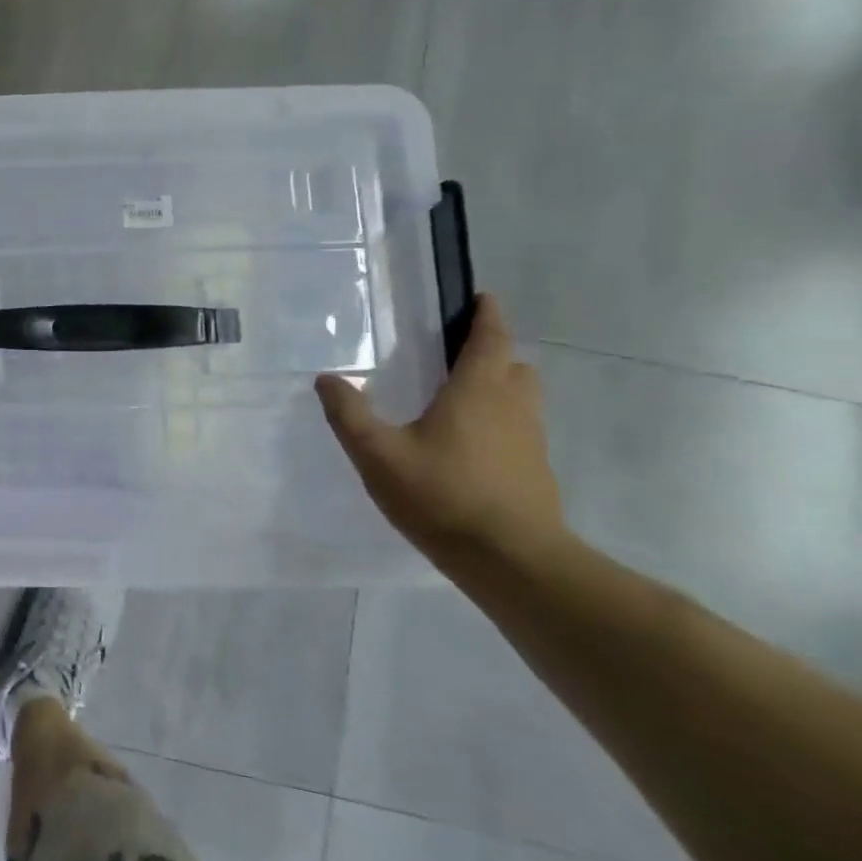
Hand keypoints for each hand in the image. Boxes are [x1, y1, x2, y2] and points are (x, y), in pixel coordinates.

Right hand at [314, 294, 571, 571]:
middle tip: (454, 354)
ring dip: (498, 387)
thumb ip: (349, 413)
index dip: (488, 315)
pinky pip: (519, 430)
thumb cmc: (442, 495)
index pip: (491, 339)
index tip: (482, 298)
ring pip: (521, 399)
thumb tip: (326, 378)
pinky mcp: (535, 472)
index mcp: (477, 391)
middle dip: (492, 353)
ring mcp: (530, 441)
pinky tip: (465, 447)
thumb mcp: (377, 453)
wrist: (512, 561)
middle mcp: (512, 407)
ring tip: (456, 399)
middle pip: (514, 366)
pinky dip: (499, 423)